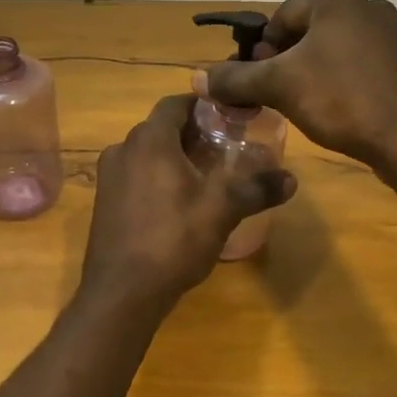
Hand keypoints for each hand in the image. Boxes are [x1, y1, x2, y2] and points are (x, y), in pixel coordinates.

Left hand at [81, 94, 297, 303]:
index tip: (228, 115)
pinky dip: (156, 178)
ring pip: (146, 154)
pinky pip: (134, 176)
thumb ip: (256, 189)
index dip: (202, 105)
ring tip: (206, 176)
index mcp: (149, 140)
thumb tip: (291, 179)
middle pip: (160, 129)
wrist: (122, 292)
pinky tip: (178, 203)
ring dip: (174, 158)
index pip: (175, 103)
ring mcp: (109, 178)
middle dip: (192, 134)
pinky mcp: (104, 203)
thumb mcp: (222, 210)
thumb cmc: (173, 239)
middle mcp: (123, 149)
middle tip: (224, 147)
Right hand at [197, 0, 396, 169]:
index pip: (280, 17)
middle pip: (305, 32)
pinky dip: (336, 81)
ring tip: (300, 104)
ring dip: (308, 72)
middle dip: (283, 61)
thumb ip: (236, 79)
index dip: (260, 50)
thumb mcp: (279, 86)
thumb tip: (196, 78)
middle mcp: (366, 6)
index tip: (254, 81)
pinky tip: (332, 109)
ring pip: (330, 50)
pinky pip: (355, 65)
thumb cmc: (341, 99)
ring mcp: (389, 34)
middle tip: (273, 95)